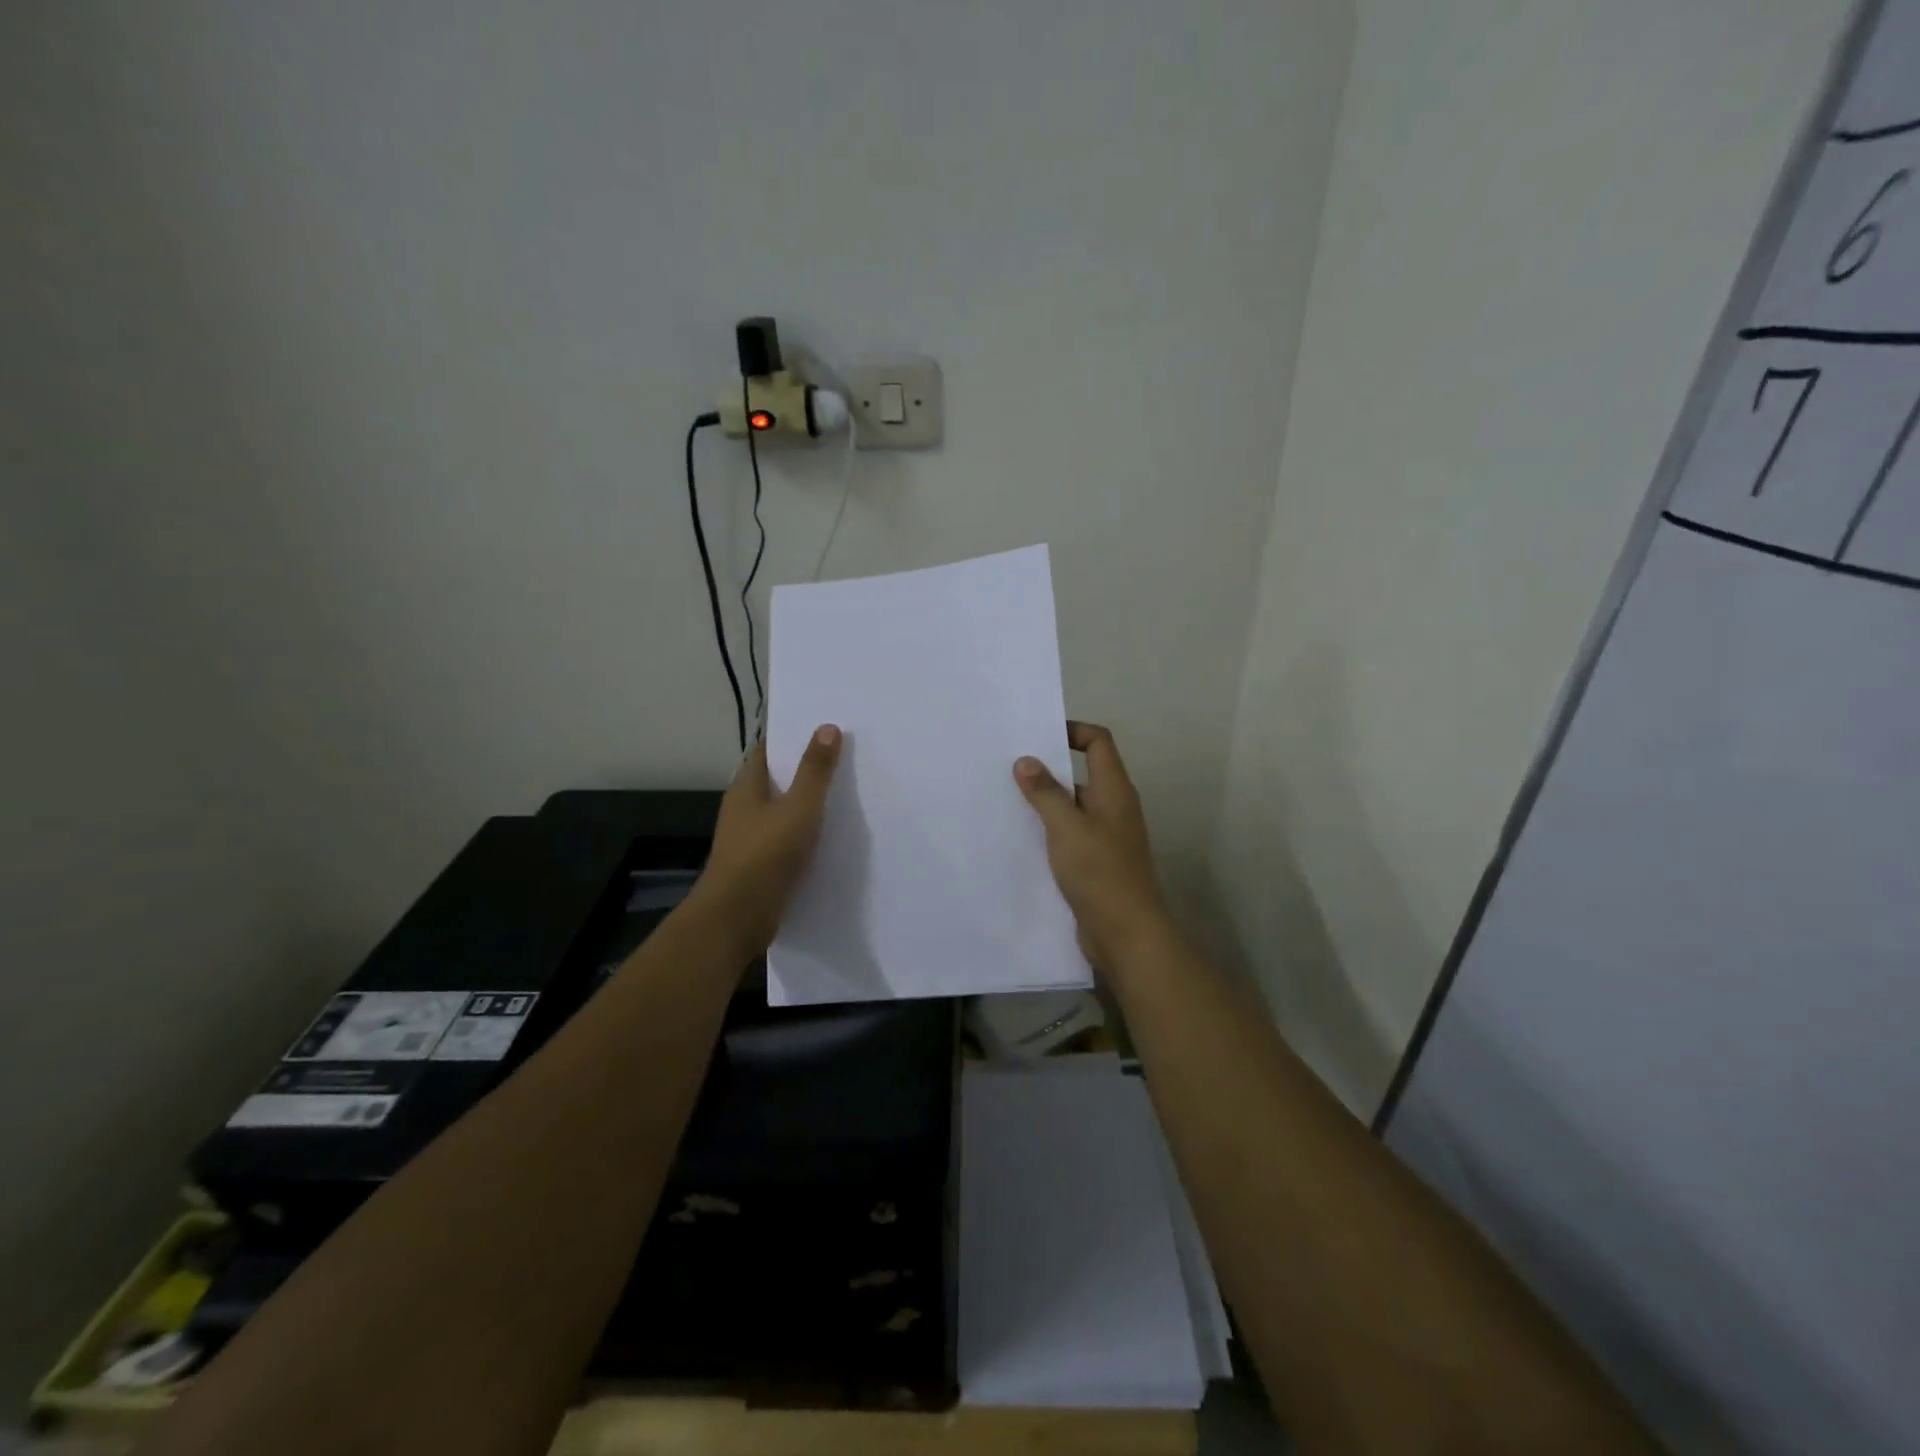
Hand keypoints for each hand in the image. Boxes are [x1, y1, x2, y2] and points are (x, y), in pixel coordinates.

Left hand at [694, 725, 842, 956]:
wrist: (737, 919)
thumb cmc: (765, 855)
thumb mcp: (799, 808)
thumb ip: (815, 771)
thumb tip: (827, 727)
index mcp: (746, 788)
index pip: (767, 751)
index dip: (793, 738)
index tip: (824, 729)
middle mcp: (744, 809)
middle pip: (777, 780)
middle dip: (806, 770)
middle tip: (845, 760)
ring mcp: (750, 839)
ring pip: (783, 812)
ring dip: (808, 805)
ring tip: (847, 796)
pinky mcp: (760, 866)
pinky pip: (787, 840)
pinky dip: (807, 835)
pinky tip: (832, 838)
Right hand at [1013, 721, 1169, 969]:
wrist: (1126, 934)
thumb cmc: (1100, 872)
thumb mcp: (1067, 827)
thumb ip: (1045, 792)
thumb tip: (1026, 760)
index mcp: (1114, 790)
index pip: (1098, 742)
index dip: (1072, 730)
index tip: (1036, 736)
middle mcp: (1113, 808)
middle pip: (1082, 773)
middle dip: (1048, 769)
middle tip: (1008, 767)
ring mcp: (1106, 837)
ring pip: (1073, 808)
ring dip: (1045, 802)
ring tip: (1006, 800)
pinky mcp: (1096, 863)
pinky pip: (1069, 835)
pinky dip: (1048, 831)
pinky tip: (1020, 838)